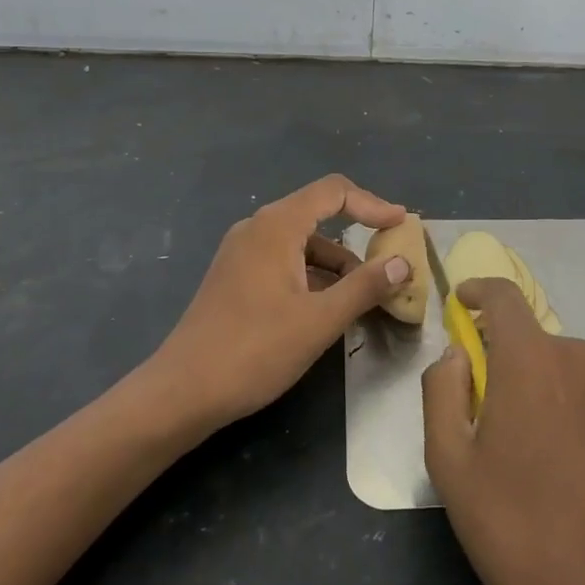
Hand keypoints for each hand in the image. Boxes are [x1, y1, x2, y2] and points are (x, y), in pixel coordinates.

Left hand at [156, 175, 412, 426]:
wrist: (182, 392)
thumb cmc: (255, 350)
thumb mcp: (320, 320)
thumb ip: (364, 287)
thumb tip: (402, 262)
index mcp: (276, 226)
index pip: (333, 192)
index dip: (372, 204)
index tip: (401, 225)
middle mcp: (257, 228)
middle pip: (317, 214)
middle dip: (358, 235)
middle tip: (389, 261)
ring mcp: (241, 253)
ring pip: (301, 243)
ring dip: (336, 263)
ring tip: (364, 297)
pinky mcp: (235, 277)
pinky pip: (284, 261)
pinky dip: (312, 275)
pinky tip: (327, 308)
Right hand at [422, 279, 584, 584]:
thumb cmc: (509, 526)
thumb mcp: (447, 459)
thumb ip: (441, 388)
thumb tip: (458, 354)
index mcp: (530, 358)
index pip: (503, 295)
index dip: (477, 291)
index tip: (461, 304)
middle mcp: (578, 359)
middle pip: (531, 336)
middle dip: (503, 354)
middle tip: (484, 404)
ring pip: (562, 365)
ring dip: (538, 382)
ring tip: (526, 441)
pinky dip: (569, 405)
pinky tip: (564, 459)